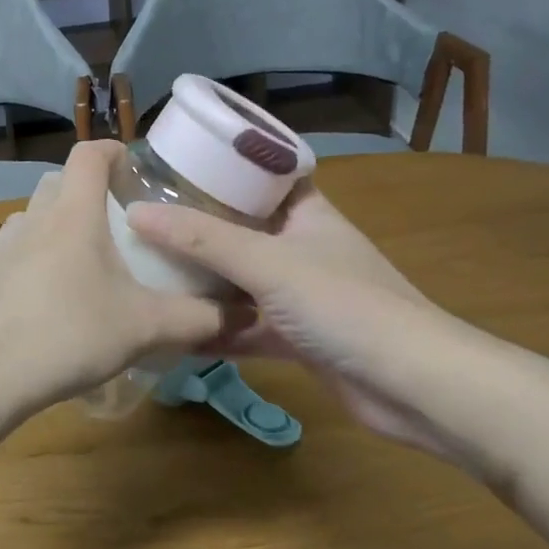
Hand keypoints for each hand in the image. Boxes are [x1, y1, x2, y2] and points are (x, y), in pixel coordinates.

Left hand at [0, 141, 230, 415]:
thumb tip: (242, 314)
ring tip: (86, 264)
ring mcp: (2, 245)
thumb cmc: (70, 335)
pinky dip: (36, 258)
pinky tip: (50, 299)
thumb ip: (197, 318)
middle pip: (60, 182)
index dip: (113, 152)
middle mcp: (34, 218)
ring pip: (36, 217)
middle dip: (89, 192)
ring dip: (60, 226)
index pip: (89, 153)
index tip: (134, 172)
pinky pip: (16, 251)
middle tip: (118, 225)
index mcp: (73, 214)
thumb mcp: (144, 327)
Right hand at [126, 181, 463, 454]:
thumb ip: (200, 239)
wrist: (412, 385)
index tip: (173, 164)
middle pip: (242, 228)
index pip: (263, 174)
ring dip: (201, 281)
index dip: (222, 165)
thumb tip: (136, 213)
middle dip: (197, 226)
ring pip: (240, 281)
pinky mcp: (295, 338)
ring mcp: (299, 295)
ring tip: (145, 268)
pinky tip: (172, 330)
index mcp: (306, 213)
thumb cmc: (344, 304)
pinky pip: (244, 326)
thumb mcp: (266, 262)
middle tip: (143, 218)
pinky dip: (214, 329)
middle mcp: (302, 247)